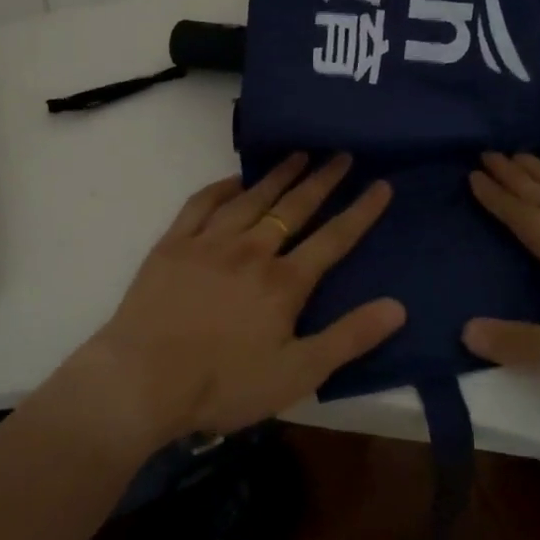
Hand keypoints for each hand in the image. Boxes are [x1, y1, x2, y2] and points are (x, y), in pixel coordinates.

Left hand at [76, 153, 403, 443]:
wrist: (142, 381)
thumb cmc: (224, 385)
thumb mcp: (297, 374)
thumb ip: (348, 338)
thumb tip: (398, 306)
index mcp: (284, 282)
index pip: (334, 238)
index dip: (361, 211)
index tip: (381, 184)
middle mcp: (251, 250)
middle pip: (294, 207)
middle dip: (322, 179)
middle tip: (341, 154)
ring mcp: (209, 242)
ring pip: (252, 198)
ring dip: (278, 174)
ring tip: (298, 154)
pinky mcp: (174, 244)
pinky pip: (202, 204)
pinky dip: (222, 187)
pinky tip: (235, 179)